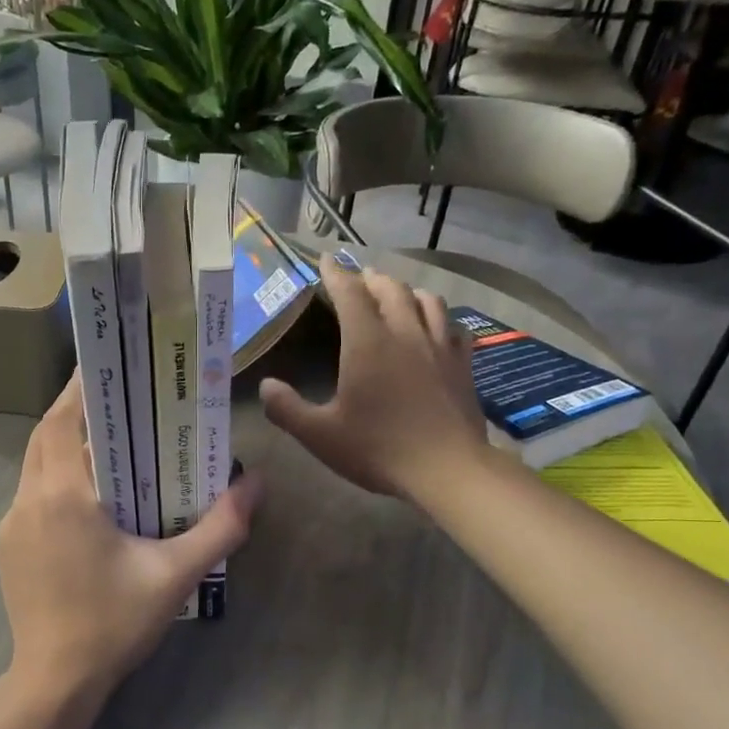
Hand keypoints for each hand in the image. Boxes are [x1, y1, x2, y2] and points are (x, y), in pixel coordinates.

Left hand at [0, 377, 259, 704]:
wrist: (55, 681)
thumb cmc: (114, 622)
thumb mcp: (175, 575)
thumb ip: (220, 527)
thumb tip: (256, 484)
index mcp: (63, 496)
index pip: (63, 421)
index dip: (79, 387)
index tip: (105, 365)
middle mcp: (29, 501)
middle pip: (47, 437)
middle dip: (76, 413)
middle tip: (118, 402)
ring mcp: (12, 526)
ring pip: (35, 466)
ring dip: (65, 448)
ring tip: (109, 446)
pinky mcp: (8, 549)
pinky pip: (31, 496)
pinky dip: (56, 481)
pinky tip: (88, 501)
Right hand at [260, 252, 486, 500]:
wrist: (447, 469)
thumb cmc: (378, 448)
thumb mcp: (320, 435)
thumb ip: (287, 409)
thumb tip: (265, 386)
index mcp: (367, 343)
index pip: (349, 293)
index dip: (335, 273)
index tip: (326, 259)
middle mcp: (405, 333)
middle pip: (391, 289)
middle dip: (372, 279)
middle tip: (359, 278)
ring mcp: (439, 347)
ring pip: (427, 301)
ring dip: (408, 291)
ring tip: (398, 294)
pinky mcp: (462, 364)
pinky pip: (453, 327)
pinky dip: (440, 319)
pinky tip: (437, 328)